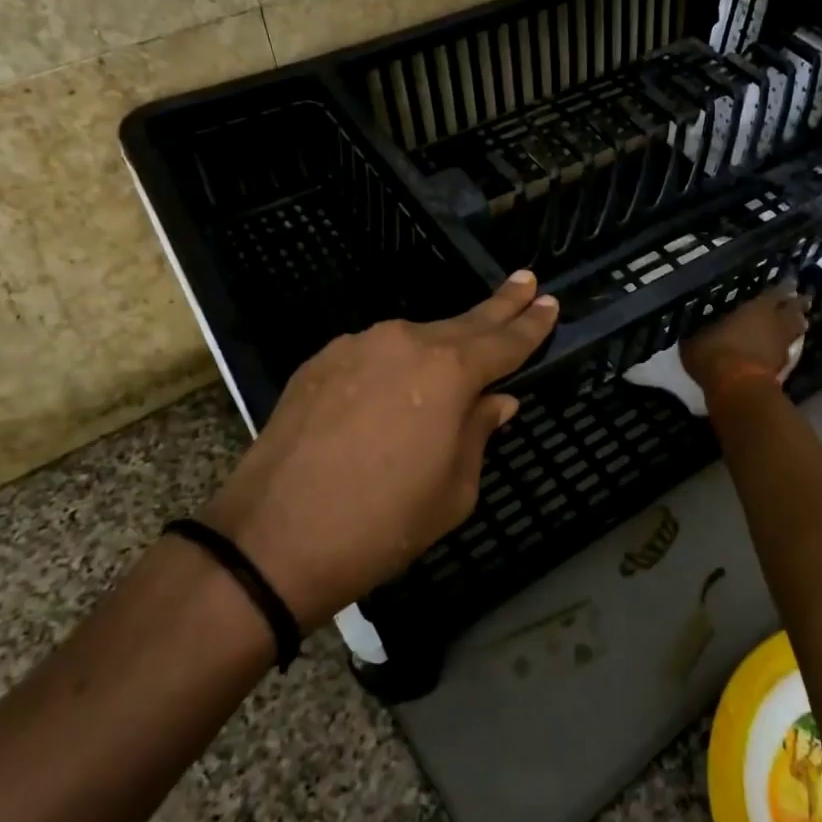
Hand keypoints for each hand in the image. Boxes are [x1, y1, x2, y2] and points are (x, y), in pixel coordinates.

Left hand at [199, 272, 558, 627]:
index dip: (532, 324)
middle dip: (500, 305)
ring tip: (454, 361)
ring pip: (414, 340)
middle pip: (465, 323)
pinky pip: (373, 355)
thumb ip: (479, 433)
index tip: (550, 302)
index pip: (505, 341)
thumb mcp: (454, 491)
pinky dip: (393, 366)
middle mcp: (406, 342)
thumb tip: (495, 400)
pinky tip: (391, 391)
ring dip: (439, 348)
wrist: (271, 540)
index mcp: (450, 373)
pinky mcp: (320, 361)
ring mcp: (357, 346)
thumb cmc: (382, 523)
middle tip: (527, 281)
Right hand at [679, 284, 807, 395]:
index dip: (784, 287)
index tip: (790, 282)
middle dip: (797, 305)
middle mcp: (775, 323)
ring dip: (796, 326)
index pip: (777, 292)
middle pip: (794, 310)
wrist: (737, 389)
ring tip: (795, 323)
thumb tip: (691, 328)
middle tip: (799, 300)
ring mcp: (782, 346)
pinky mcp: (783, 369)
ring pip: (795, 331)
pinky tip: (779, 349)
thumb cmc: (715, 353)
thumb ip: (699, 331)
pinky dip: (785, 348)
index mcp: (757, 308)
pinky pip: (787, 351)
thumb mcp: (695, 339)